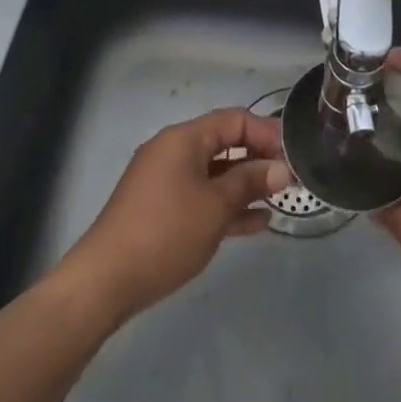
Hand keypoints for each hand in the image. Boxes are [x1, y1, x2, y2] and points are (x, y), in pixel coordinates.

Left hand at [55, 107, 290, 323]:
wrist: (106, 281)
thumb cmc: (166, 232)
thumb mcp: (215, 206)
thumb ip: (250, 182)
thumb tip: (281, 169)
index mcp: (184, 139)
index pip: (233, 120)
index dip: (266, 133)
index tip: (293, 154)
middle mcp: (173, 152)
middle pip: (224, 144)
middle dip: (258, 159)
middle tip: (290, 179)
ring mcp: (165, 181)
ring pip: (214, 173)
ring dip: (245, 185)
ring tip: (278, 201)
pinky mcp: (161, 209)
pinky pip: (201, 196)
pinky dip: (226, 204)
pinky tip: (255, 223)